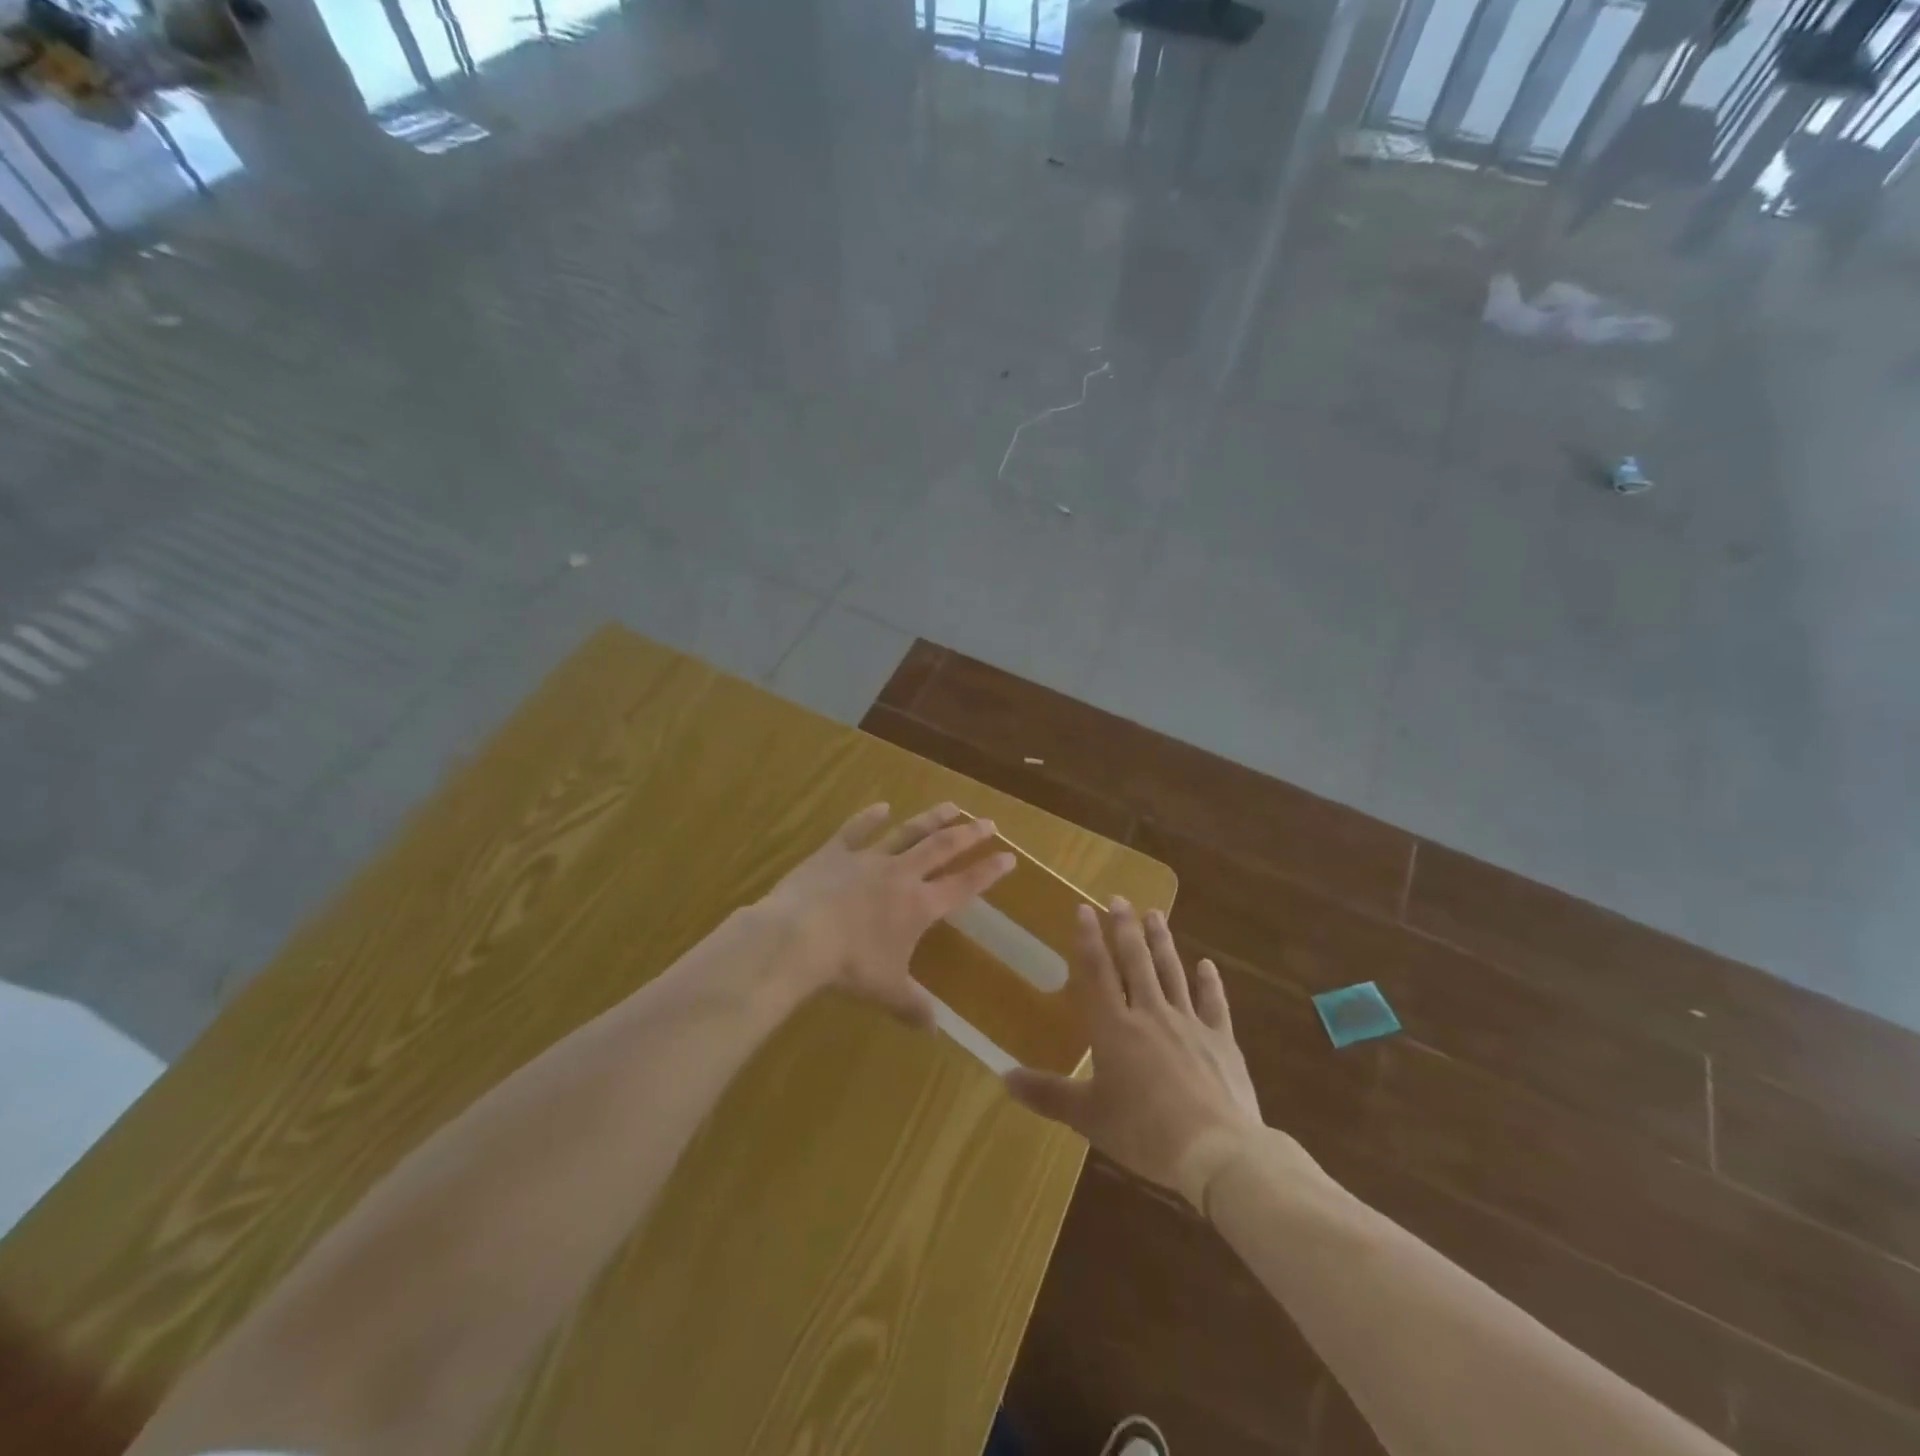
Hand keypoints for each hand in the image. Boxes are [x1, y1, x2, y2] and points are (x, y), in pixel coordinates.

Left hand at [757, 802, 1014, 1028]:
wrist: (798, 937)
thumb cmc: (849, 966)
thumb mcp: (886, 991)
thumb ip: (913, 1006)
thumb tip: (933, 1030)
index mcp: (919, 906)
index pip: (963, 885)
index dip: (988, 871)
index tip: (1009, 856)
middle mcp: (900, 875)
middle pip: (941, 848)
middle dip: (967, 835)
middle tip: (988, 822)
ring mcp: (868, 859)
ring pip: (907, 832)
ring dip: (931, 818)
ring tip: (951, 805)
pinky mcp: (835, 852)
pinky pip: (856, 829)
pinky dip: (870, 817)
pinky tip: (882, 806)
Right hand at [1005, 898, 1263, 1207]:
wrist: (1215, 1150)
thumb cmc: (1143, 1132)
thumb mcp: (1088, 1116)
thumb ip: (1047, 1094)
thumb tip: (1003, 1078)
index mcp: (1114, 1028)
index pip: (1097, 972)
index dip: (1089, 939)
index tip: (1084, 908)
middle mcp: (1150, 1014)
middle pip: (1135, 961)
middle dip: (1125, 928)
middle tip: (1119, 899)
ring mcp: (1189, 1023)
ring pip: (1172, 972)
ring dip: (1162, 942)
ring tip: (1155, 914)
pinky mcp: (1221, 1040)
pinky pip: (1213, 1003)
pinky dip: (1210, 982)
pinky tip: (1207, 964)